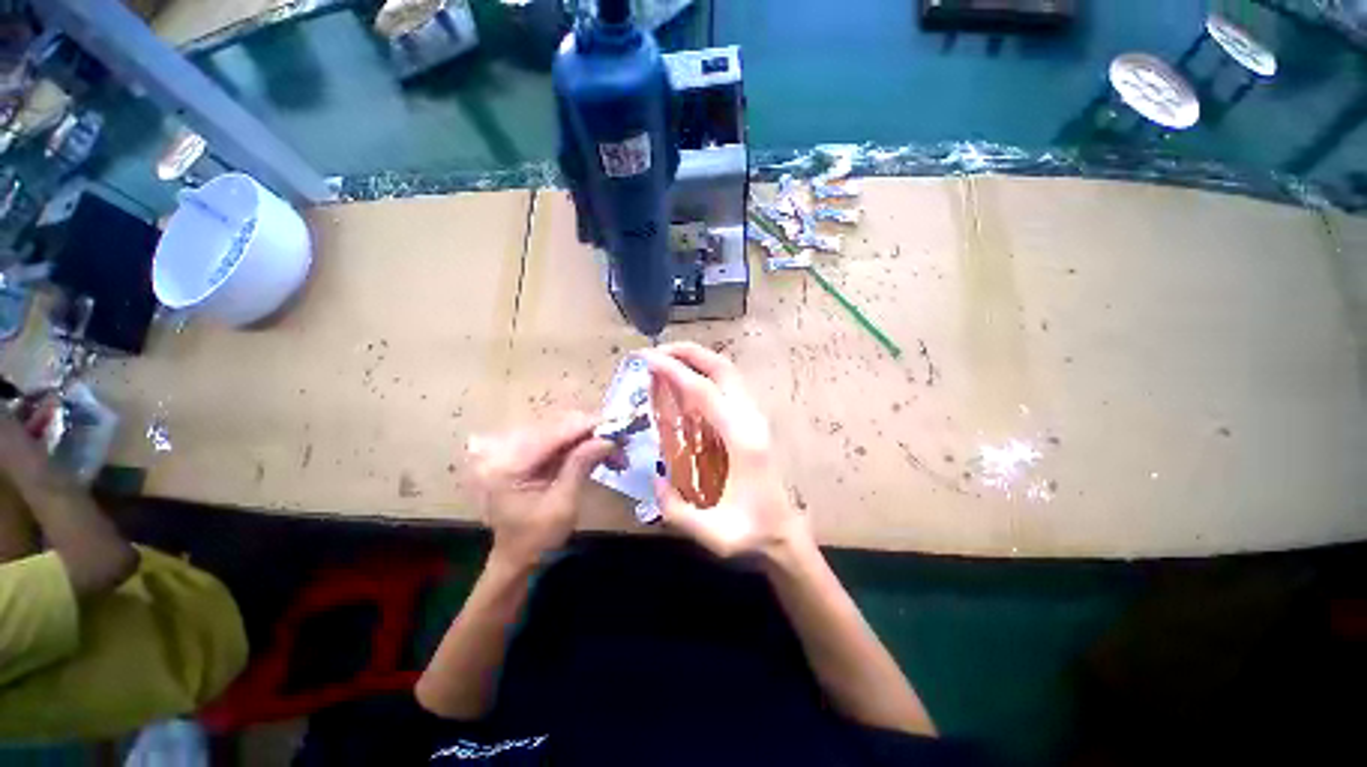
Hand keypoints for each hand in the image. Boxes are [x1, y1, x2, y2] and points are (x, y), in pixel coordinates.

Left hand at [468, 412, 616, 569]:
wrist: (515, 555)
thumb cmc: (537, 538)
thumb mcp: (563, 505)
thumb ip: (581, 465)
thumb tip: (608, 439)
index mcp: (507, 463)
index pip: (553, 433)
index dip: (588, 425)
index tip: (619, 423)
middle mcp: (505, 447)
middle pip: (557, 423)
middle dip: (592, 430)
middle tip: (622, 440)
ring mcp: (512, 446)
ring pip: (560, 426)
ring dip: (590, 435)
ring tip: (616, 449)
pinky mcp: (524, 449)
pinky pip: (558, 435)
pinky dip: (581, 440)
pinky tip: (600, 450)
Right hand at [642, 343, 810, 563]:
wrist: (784, 534)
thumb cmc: (751, 534)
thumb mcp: (710, 534)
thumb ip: (674, 507)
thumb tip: (654, 475)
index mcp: (742, 442)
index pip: (704, 393)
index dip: (675, 372)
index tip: (648, 360)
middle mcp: (750, 421)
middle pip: (723, 368)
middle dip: (689, 353)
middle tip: (657, 352)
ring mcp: (754, 419)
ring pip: (728, 373)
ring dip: (698, 360)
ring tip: (667, 361)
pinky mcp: (751, 422)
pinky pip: (728, 387)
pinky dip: (705, 375)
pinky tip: (685, 385)